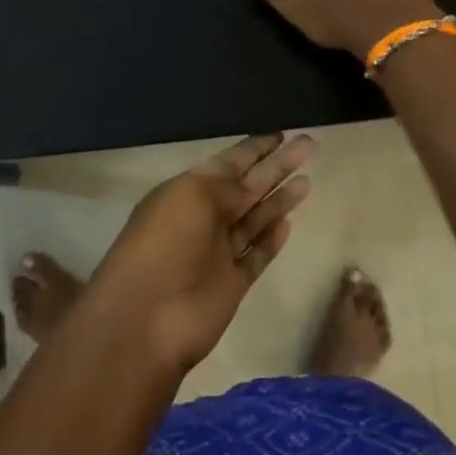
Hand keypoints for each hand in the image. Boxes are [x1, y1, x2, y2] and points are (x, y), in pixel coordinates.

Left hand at [80, 133, 314, 373]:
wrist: (146, 320)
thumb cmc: (165, 244)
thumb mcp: (193, 197)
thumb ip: (227, 187)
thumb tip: (251, 185)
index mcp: (187, 191)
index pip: (228, 163)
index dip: (254, 148)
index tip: (281, 134)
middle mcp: (204, 217)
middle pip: (247, 186)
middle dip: (276, 166)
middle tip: (309, 145)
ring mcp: (218, 252)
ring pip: (255, 219)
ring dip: (279, 199)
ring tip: (308, 180)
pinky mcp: (232, 284)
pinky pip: (256, 255)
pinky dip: (271, 240)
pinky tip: (289, 223)